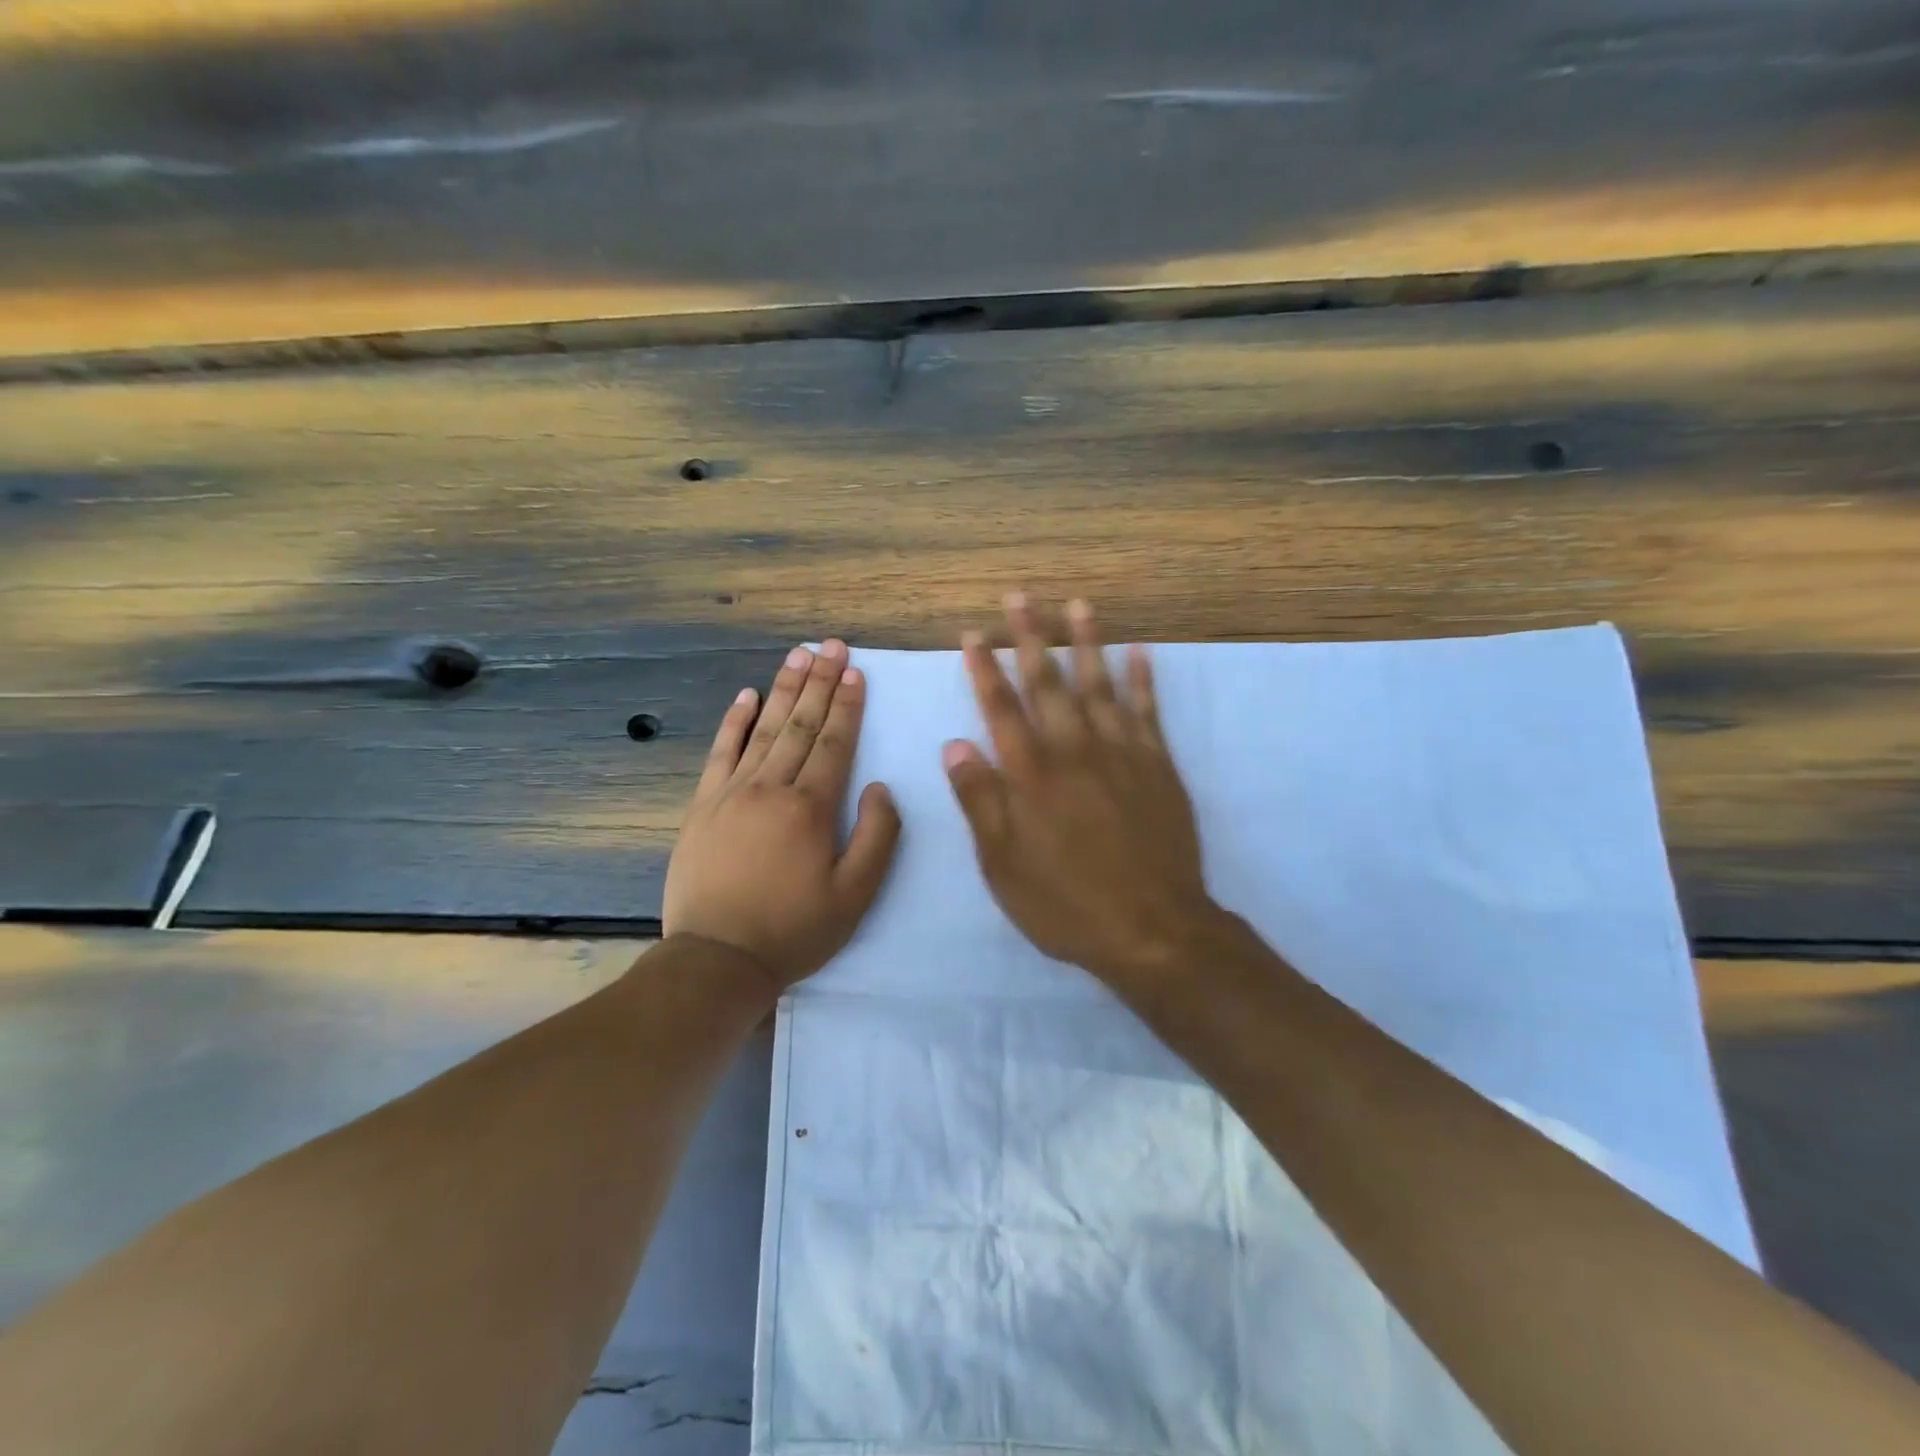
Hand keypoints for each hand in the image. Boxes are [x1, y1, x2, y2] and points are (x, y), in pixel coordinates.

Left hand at [664, 640, 901, 990]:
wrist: (717, 959)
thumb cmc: (794, 929)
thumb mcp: (855, 895)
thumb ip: (876, 836)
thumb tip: (880, 787)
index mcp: (810, 807)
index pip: (835, 743)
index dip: (848, 705)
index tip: (856, 672)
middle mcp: (771, 787)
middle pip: (801, 725)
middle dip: (820, 682)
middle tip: (832, 645)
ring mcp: (732, 792)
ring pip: (764, 729)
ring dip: (784, 689)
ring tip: (799, 655)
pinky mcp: (703, 805)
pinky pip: (721, 752)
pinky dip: (735, 721)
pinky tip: (746, 695)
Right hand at [944, 595, 1221, 992]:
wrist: (1152, 928)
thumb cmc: (1065, 903)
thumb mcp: (1003, 865)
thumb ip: (980, 800)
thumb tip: (955, 744)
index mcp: (1031, 775)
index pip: (1001, 708)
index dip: (985, 669)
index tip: (973, 634)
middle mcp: (1074, 751)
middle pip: (1048, 683)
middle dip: (1030, 637)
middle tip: (1020, 598)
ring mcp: (1121, 753)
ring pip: (1100, 684)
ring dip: (1088, 642)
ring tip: (1078, 605)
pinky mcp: (1158, 765)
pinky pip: (1149, 711)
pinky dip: (1144, 679)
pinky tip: (1141, 651)